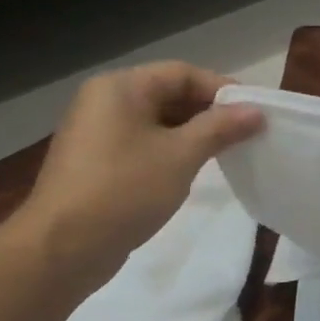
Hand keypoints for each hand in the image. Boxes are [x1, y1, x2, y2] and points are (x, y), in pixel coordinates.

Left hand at [13, 62, 263, 289]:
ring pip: (159, 120)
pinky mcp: (99, 160)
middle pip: (170, 93)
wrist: (62, 247)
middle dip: (211, 112)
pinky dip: (174, 149)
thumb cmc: (125, 190)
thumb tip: (257, 112)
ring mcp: (99, 132)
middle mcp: (106, 101)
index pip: (183, 73)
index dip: (222, 89)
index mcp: (121, 88)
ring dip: (195, 133)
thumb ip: (221, 128)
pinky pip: (145, 142)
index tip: (255, 113)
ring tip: (229, 152)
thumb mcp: (182, 155)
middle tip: (248, 134)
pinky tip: (195, 169)